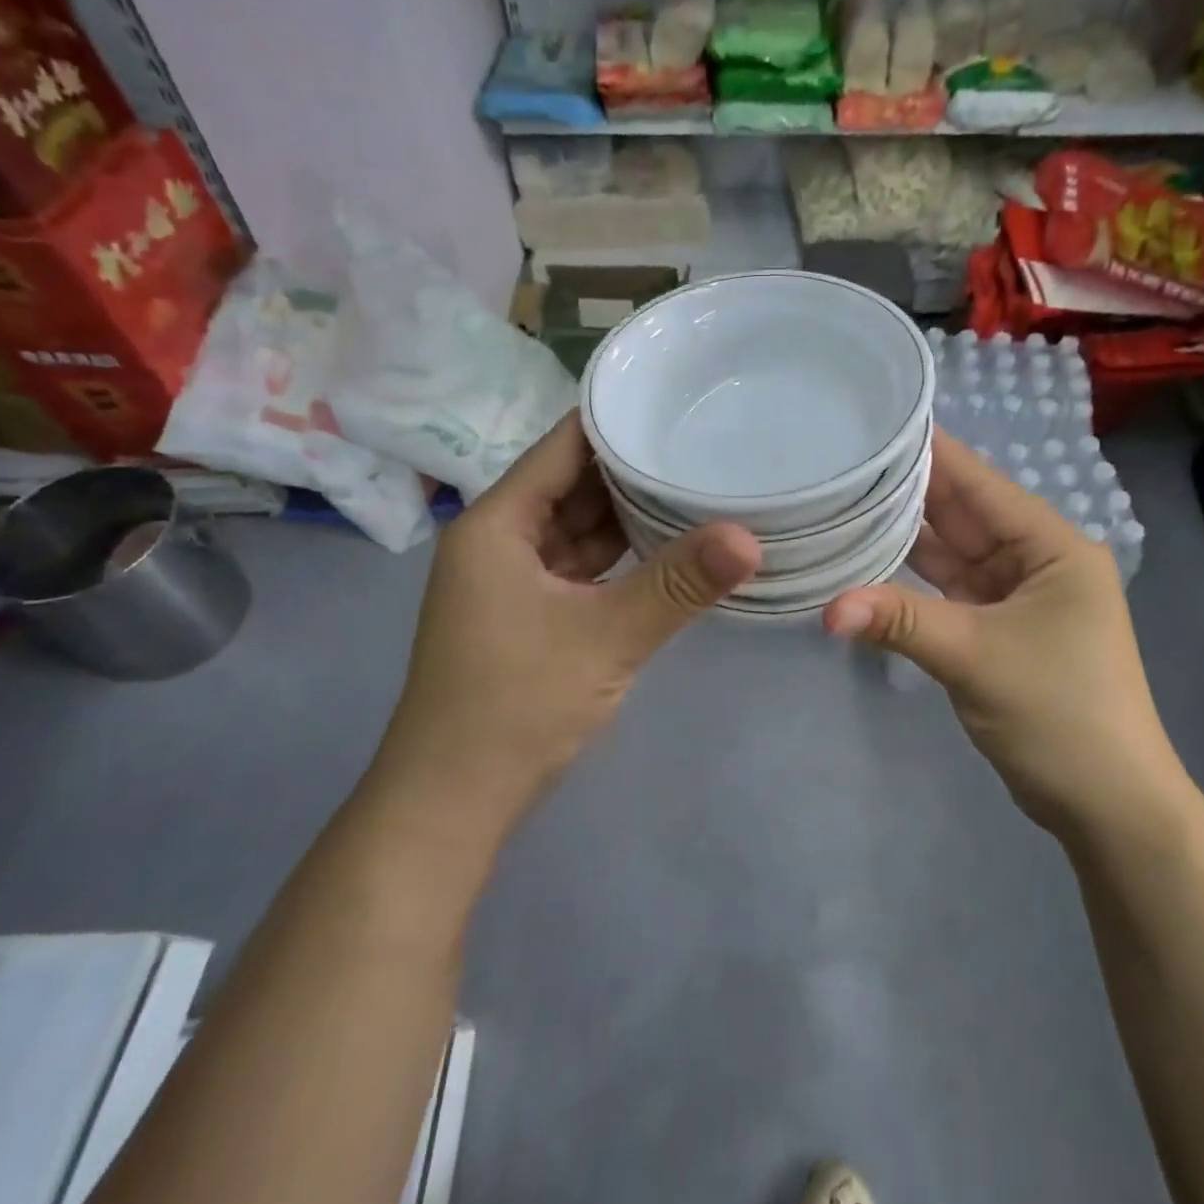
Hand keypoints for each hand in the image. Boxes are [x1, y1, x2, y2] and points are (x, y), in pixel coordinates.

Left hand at [382, 412, 759, 827]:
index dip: (617, 421)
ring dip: (631, 514)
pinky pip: (583, 567)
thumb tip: (751, 537)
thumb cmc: (515, 706)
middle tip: (706, 442)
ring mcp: (514, 581)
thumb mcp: (605, 637)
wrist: (453, 803)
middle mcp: (500, 541)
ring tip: (700, 484)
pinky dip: (621, 557)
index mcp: (497, 524)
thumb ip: (678, 582)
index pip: (563, 447)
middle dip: (635, 468)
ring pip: (580, 529)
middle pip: (574, 485)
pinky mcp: (532, 615)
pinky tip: (669, 547)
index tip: (678, 400)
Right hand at [823, 428, 1186, 837]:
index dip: (930, 451)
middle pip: (960, 514)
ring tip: (841, 502)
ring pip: (948, 553)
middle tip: (840, 461)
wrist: (1108, 805)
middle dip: (904, 492)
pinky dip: (909, 581)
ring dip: (902, 536)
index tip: (874, 423)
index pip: (980, 483)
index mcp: (1051, 546)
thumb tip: (826, 607)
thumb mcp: (977, 658)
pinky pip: (945, 590)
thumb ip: (900, 622)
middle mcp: (1033, 559)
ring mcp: (1013, 595)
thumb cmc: (1062, 715)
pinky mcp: (994, 628)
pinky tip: (864, 563)